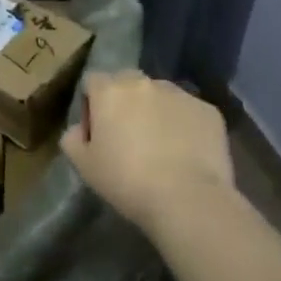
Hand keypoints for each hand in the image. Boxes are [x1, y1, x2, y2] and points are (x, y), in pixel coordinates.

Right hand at [61, 71, 234, 235]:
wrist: (187, 199)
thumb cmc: (127, 181)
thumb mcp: (84, 165)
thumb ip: (72, 138)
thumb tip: (79, 129)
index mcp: (110, 91)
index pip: (92, 82)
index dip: (92, 105)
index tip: (97, 132)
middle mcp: (144, 82)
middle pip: (127, 83)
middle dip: (125, 102)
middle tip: (128, 137)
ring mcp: (180, 94)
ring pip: (160, 95)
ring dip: (155, 111)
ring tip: (161, 146)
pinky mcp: (208, 110)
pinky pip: (188, 111)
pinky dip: (184, 125)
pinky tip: (185, 153)